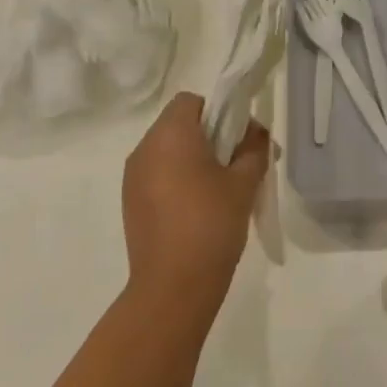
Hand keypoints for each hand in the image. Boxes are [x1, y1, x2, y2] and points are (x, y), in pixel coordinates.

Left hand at [122, 91, 269, 318]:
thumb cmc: (212, 224)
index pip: (191, 101)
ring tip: (220, 191)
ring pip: (166, 151)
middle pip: (178, 124)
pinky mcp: (130, 202)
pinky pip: (156, 176)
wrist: (173, 285)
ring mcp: (132, 177)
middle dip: (209, 137)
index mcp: (170, 135)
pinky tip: (197, 210)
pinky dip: (177, 180)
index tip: (239, 139)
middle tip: (238, 165)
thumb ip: (254, 149)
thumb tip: (256, 133)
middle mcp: (144, 148)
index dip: (219, 111)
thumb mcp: (244, 184)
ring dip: (192, 159)